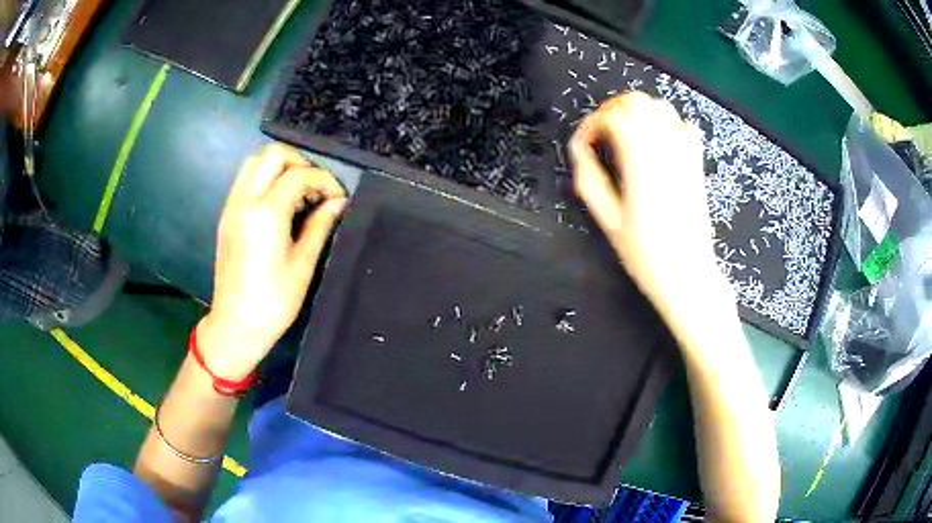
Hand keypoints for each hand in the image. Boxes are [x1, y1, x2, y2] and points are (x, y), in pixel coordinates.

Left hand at [198, 145, 346, 379]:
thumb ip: (320, 225)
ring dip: (280, 168)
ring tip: (299, 194)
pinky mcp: (227, 216)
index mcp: (266, 214)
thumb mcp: (303, 263)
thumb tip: (338, 202)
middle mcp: (245, 201)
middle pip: (272, 155)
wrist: (236, 325)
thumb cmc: (273, 301)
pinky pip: (246, 180)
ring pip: (255, 163)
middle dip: (300, 163)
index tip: (338, 198)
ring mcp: (232, 207)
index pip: (299, 175)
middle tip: (316, 189)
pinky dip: (266, 180)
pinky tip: (280, 205)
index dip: (324, 180)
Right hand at [569, 92, 730, 328]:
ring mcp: (686, 155)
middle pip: (638, 102)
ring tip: (626, 132)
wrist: (689, 275)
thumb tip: (580, 150)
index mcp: (640, 163)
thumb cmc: (646, 255)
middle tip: (602, 131)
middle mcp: (665, 149)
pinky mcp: (697, 164)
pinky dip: (668, 124)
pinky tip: (658, 143)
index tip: (584, 144)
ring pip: (662, 108)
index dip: (592, 123)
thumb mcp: (608, 222)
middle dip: (614, 108)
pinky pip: (685, 126)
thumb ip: (590, 179)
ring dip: (639, 111)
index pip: (613, 117)